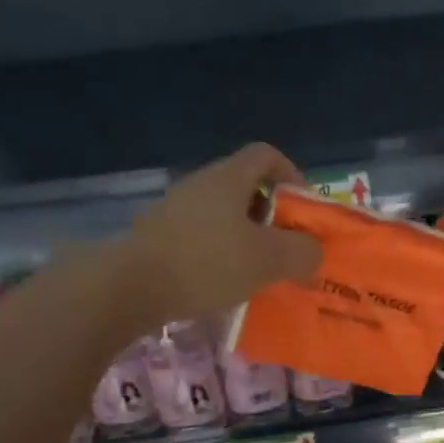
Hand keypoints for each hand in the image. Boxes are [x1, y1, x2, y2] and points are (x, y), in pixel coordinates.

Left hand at [118, 143, 321, 322]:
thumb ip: (301, 252)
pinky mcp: (159, 238)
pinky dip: (221, 255)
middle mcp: (201, 186)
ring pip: (224, 216)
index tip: (305, 208)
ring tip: (260, 271)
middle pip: (246, 187)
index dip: (292, 174)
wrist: (130, 287)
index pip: (267, 155)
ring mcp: (175, 211)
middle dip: (273, 215)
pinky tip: (226, 284)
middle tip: (288, 247)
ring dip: (247, 238)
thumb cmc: (206, 263)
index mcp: (228, 178)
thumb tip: (313, 251)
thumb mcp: (268, 260)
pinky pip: (202, 238)